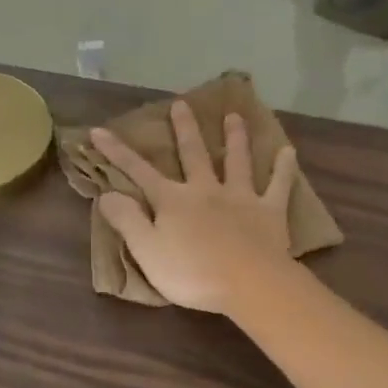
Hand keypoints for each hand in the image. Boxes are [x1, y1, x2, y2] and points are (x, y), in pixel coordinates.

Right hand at [91, 100, 297, 313]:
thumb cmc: (192, 273)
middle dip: (184, 129)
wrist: (249, 284)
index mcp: (172, 200)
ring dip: (234, 138)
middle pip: (193, 154)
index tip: (99, 130)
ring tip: (234, 117)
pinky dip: (283, 168)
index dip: (116, 152)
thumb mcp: (147, 251)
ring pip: (237, 161)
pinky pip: (278, 185)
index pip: (138, 172)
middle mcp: (205, 190)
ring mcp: (240, 197)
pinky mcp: (269, 212)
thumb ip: (127, 220)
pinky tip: (288, 151)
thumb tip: (107, 194)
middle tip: (181, 103)